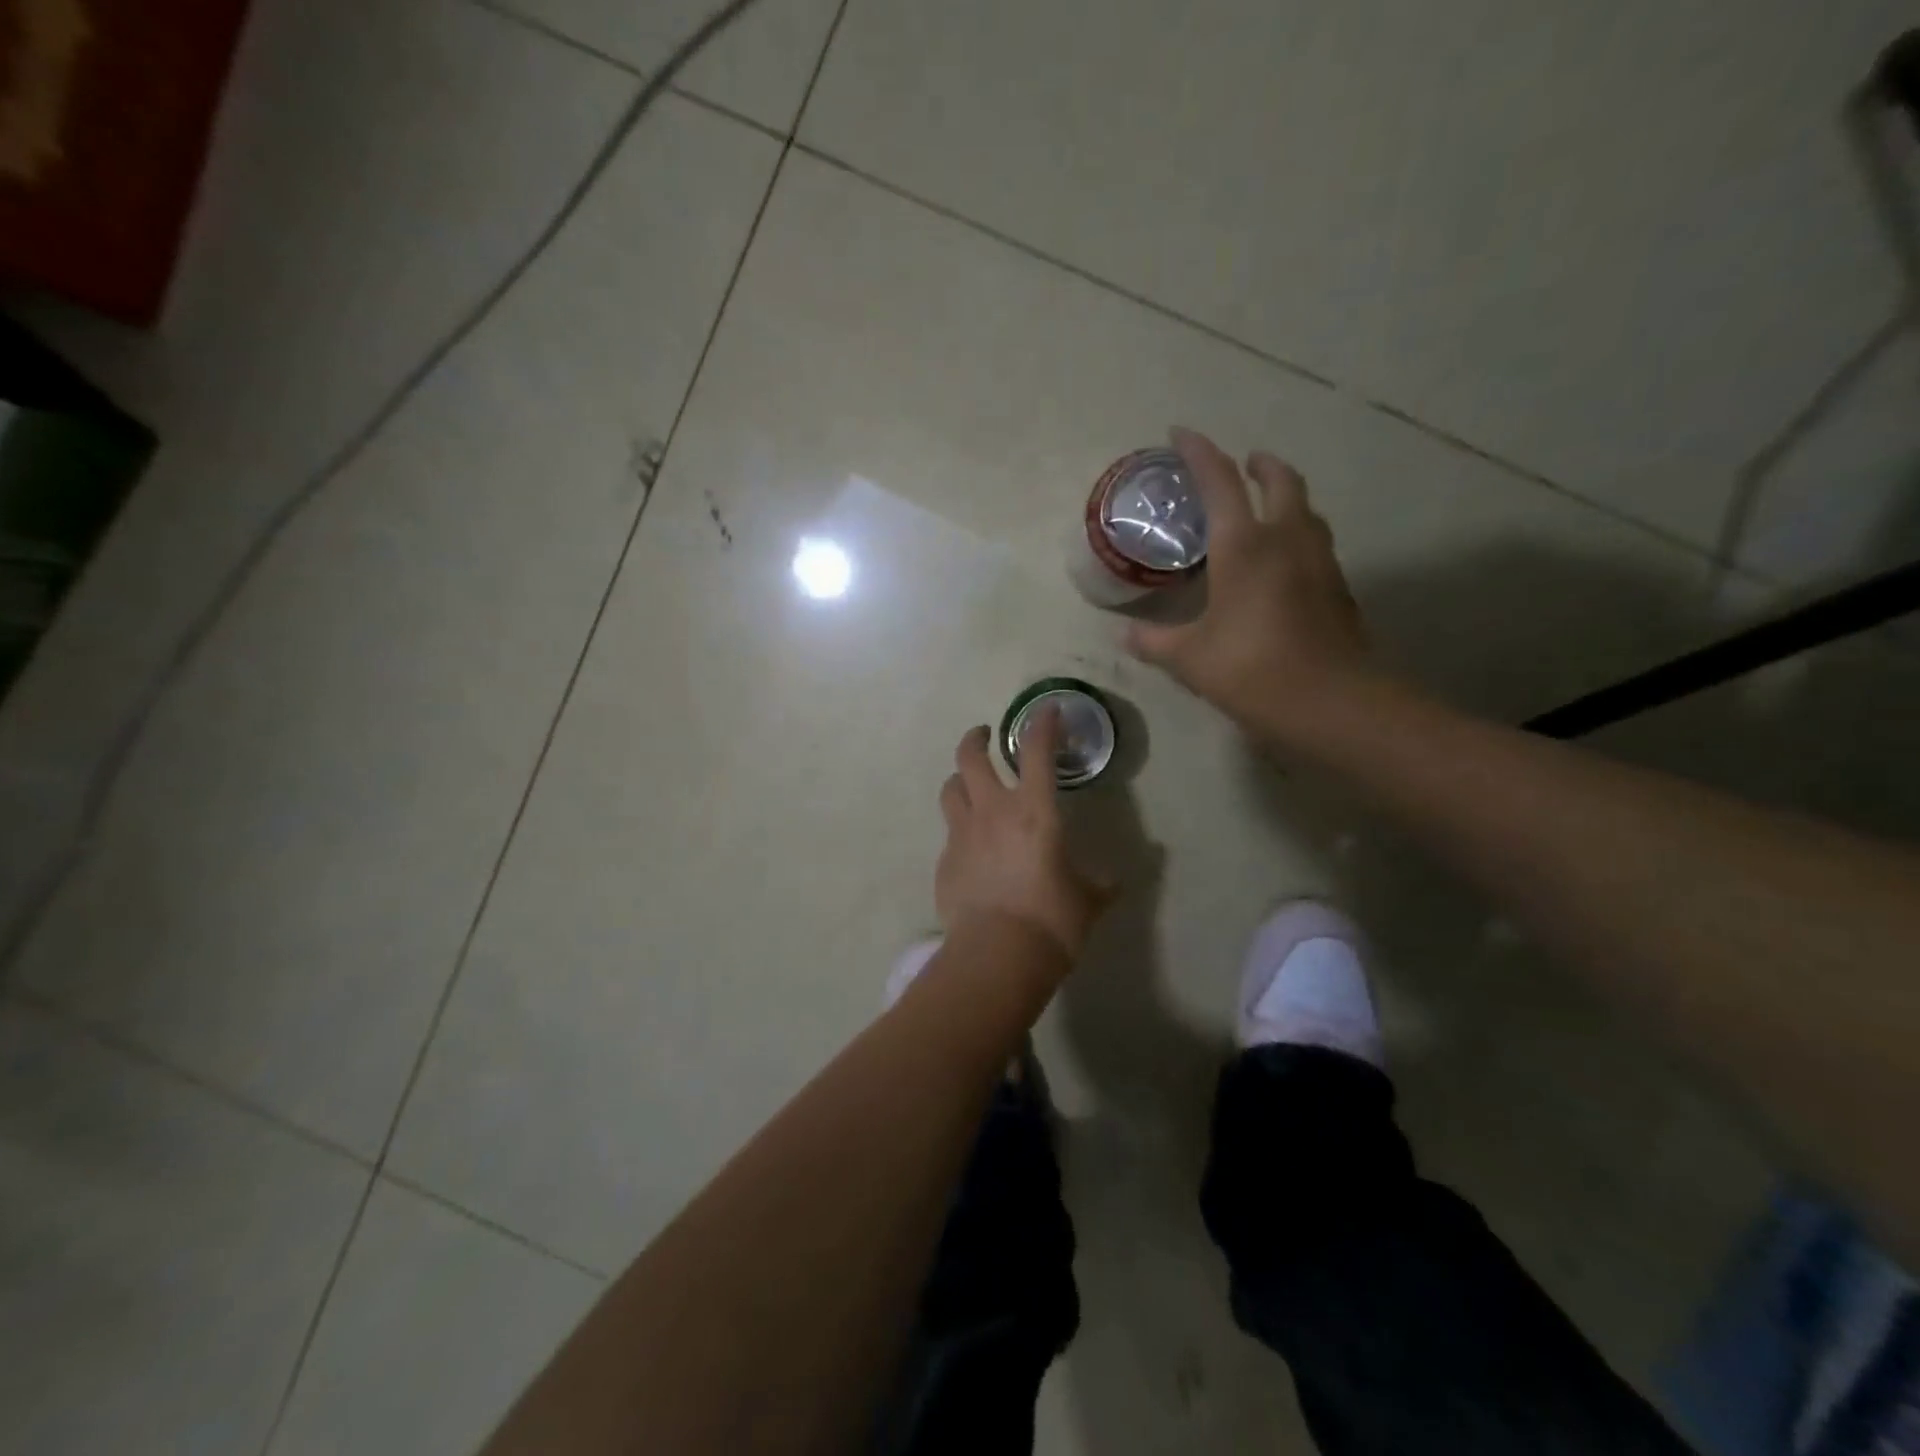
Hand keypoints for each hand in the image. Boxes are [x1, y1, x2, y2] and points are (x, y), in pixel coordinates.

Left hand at [935, 709, 1109, 961]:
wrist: (996, 955)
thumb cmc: (1052, 921)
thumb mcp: (1087, 901)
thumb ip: (1101, 885)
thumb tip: (1117, 881)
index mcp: (1034, 811)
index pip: (1038, 751)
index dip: (1043, 724)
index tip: (1048, 710)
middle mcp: (992, 812)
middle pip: (970, 757)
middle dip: (976, 738)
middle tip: (985, 736)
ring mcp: (962, 835)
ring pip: (950, 789)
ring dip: (960, 780)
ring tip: (970, 786)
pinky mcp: (945, 861)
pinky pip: (949, 833)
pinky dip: (961, 830)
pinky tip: (972, 849)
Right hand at [1127, 427, 1373, 742]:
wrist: (1333, 702)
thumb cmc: (1251, 669)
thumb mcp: (1189, 658)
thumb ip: (1154, 641)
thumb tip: (1124, 635)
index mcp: (1245, 545)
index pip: (1219, 481)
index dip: (1198, 452)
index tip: (1180, 433)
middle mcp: (1287, 540)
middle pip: (1280, 481)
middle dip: (1259, 465)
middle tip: (1242, 464)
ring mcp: (1320, 562)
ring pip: (1306, 510)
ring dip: (1284, 497)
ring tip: (1262, 509)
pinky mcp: (1338, 588)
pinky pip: (1314, 543)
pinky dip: (1295, 535)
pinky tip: (1279, 563)